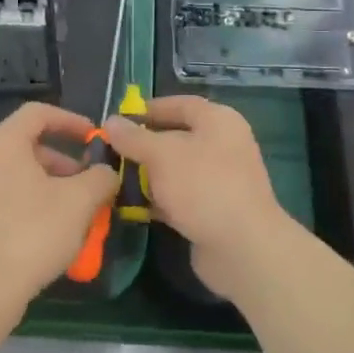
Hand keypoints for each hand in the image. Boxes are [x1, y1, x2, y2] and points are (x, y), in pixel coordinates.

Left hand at [0, 102, 117, 320]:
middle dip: (63, 160)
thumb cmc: (33, 234)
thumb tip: (107, 173)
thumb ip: (100, 177)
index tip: (94, 139)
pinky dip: (28, 199)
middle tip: (88, 181)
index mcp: (2, 143)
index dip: (71, 121)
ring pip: (15, 171)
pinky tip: (49, 228)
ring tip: (74, 209)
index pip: (38, 113)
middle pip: (26, 143)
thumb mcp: (79, 202)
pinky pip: (2, 194)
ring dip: (48, 182)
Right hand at [103, 96, 295, 298]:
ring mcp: (219, 179)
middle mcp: (222, 145)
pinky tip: (131, 207)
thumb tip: (111, 121)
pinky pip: (180, 196)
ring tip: (114, 179)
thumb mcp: (162, 155)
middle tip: (111, 151)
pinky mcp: (213, 210)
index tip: (120, 119)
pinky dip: (158, 199)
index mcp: (218, 121)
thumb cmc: (203, 186)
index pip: (180, 105)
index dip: (149, 109)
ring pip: (176, 169)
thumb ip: (134, 137)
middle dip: (143, 145)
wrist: (242, 248)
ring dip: (147, 174)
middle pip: (176, 137)